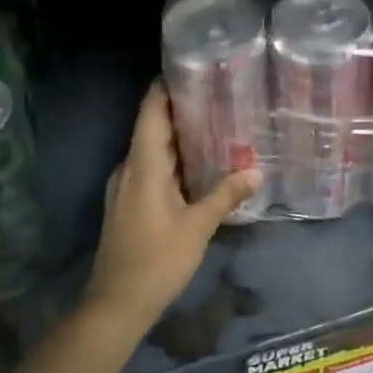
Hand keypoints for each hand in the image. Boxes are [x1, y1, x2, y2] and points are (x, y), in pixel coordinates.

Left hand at [82, 82, 262, 331]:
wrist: (115, 304)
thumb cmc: (156, 261)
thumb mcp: (197, 228)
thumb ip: (225, 196)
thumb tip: (257, 169)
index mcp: (142, 166)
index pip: (151, 112)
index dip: (166, 87)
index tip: (191, 67)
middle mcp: (129, 168)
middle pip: (154, 128)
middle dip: (183, 110)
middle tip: (221, 95)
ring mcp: (126, 187)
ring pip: (154, 150)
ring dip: (181, 137)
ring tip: (218, 124)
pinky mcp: (129, 203)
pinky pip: (153, 169)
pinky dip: (176, 160)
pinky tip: (201, 165)